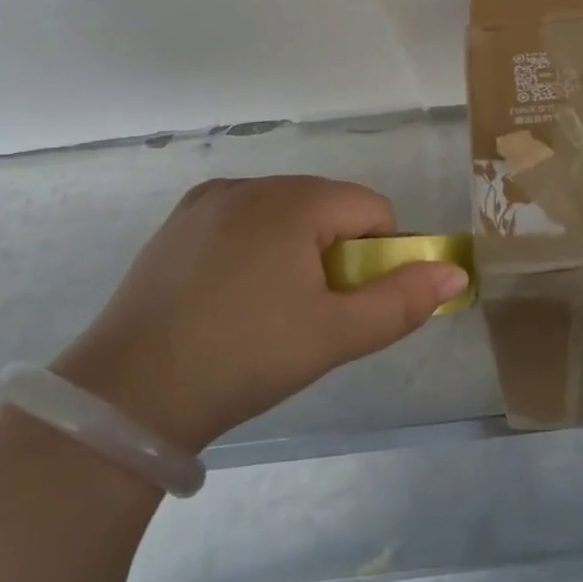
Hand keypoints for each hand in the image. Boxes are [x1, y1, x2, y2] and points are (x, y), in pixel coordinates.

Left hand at [51, 176, 468, 451]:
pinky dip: (257, 249)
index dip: (378, 257)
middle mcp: (252, 184)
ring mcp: (208, 201)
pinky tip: (231, 298)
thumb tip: (457, 273)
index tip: (349, 304)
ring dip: (298, 251)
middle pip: (329, 208)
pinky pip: (244, 222)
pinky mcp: (178, 223)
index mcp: (293, 200)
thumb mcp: (334, 336)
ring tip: (268, 310)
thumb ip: (402, 301)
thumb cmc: (243, 358)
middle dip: (336, 254)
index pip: (373, 209)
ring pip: (287, 214)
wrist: (125, 397)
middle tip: (309, 313)